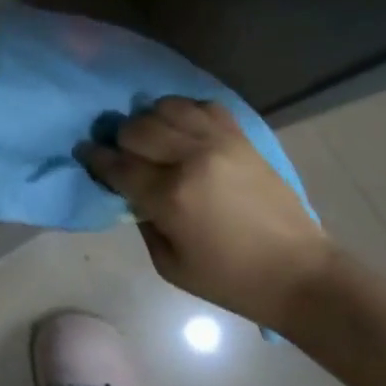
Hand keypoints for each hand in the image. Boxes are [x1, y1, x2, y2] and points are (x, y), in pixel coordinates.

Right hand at [77, 97, 332, 329]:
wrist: (300, 273)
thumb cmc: (231, 280)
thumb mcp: (170, 265)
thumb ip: (143, 221)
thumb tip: (131, 191)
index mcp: (170, 197)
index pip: (117, 164)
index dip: (95, 157)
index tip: (85, 153)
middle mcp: (190, 159)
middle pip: (136, 128)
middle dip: (120, 139)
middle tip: (121, 153)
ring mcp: (218, 142)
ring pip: (165, 108)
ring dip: (150, 121)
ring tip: (153, 137)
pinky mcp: (241, 137)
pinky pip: (202, 105)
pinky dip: (184, 111)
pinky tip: (183, 128)